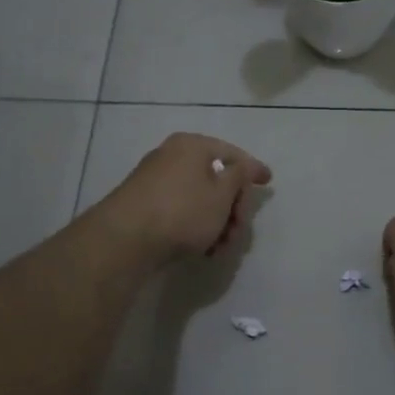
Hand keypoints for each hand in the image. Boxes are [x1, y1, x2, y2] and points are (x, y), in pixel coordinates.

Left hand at [96, 134, 271, 263]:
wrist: (125, 239)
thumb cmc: (183, 211)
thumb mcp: (222, 194)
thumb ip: (239, 177)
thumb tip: (242, 167)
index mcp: (192, 145)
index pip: (232, 154)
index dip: (253, 169)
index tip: (268, 181)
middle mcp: (171, 156)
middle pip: (216, 180)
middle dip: (233, 208)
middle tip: (239, 231)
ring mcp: (155, 180)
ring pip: (199, 199)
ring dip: (217, 223)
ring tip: (221, 248)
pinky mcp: (144, 205)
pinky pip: (181, 211)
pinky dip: (196, 226)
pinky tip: (202, 249)